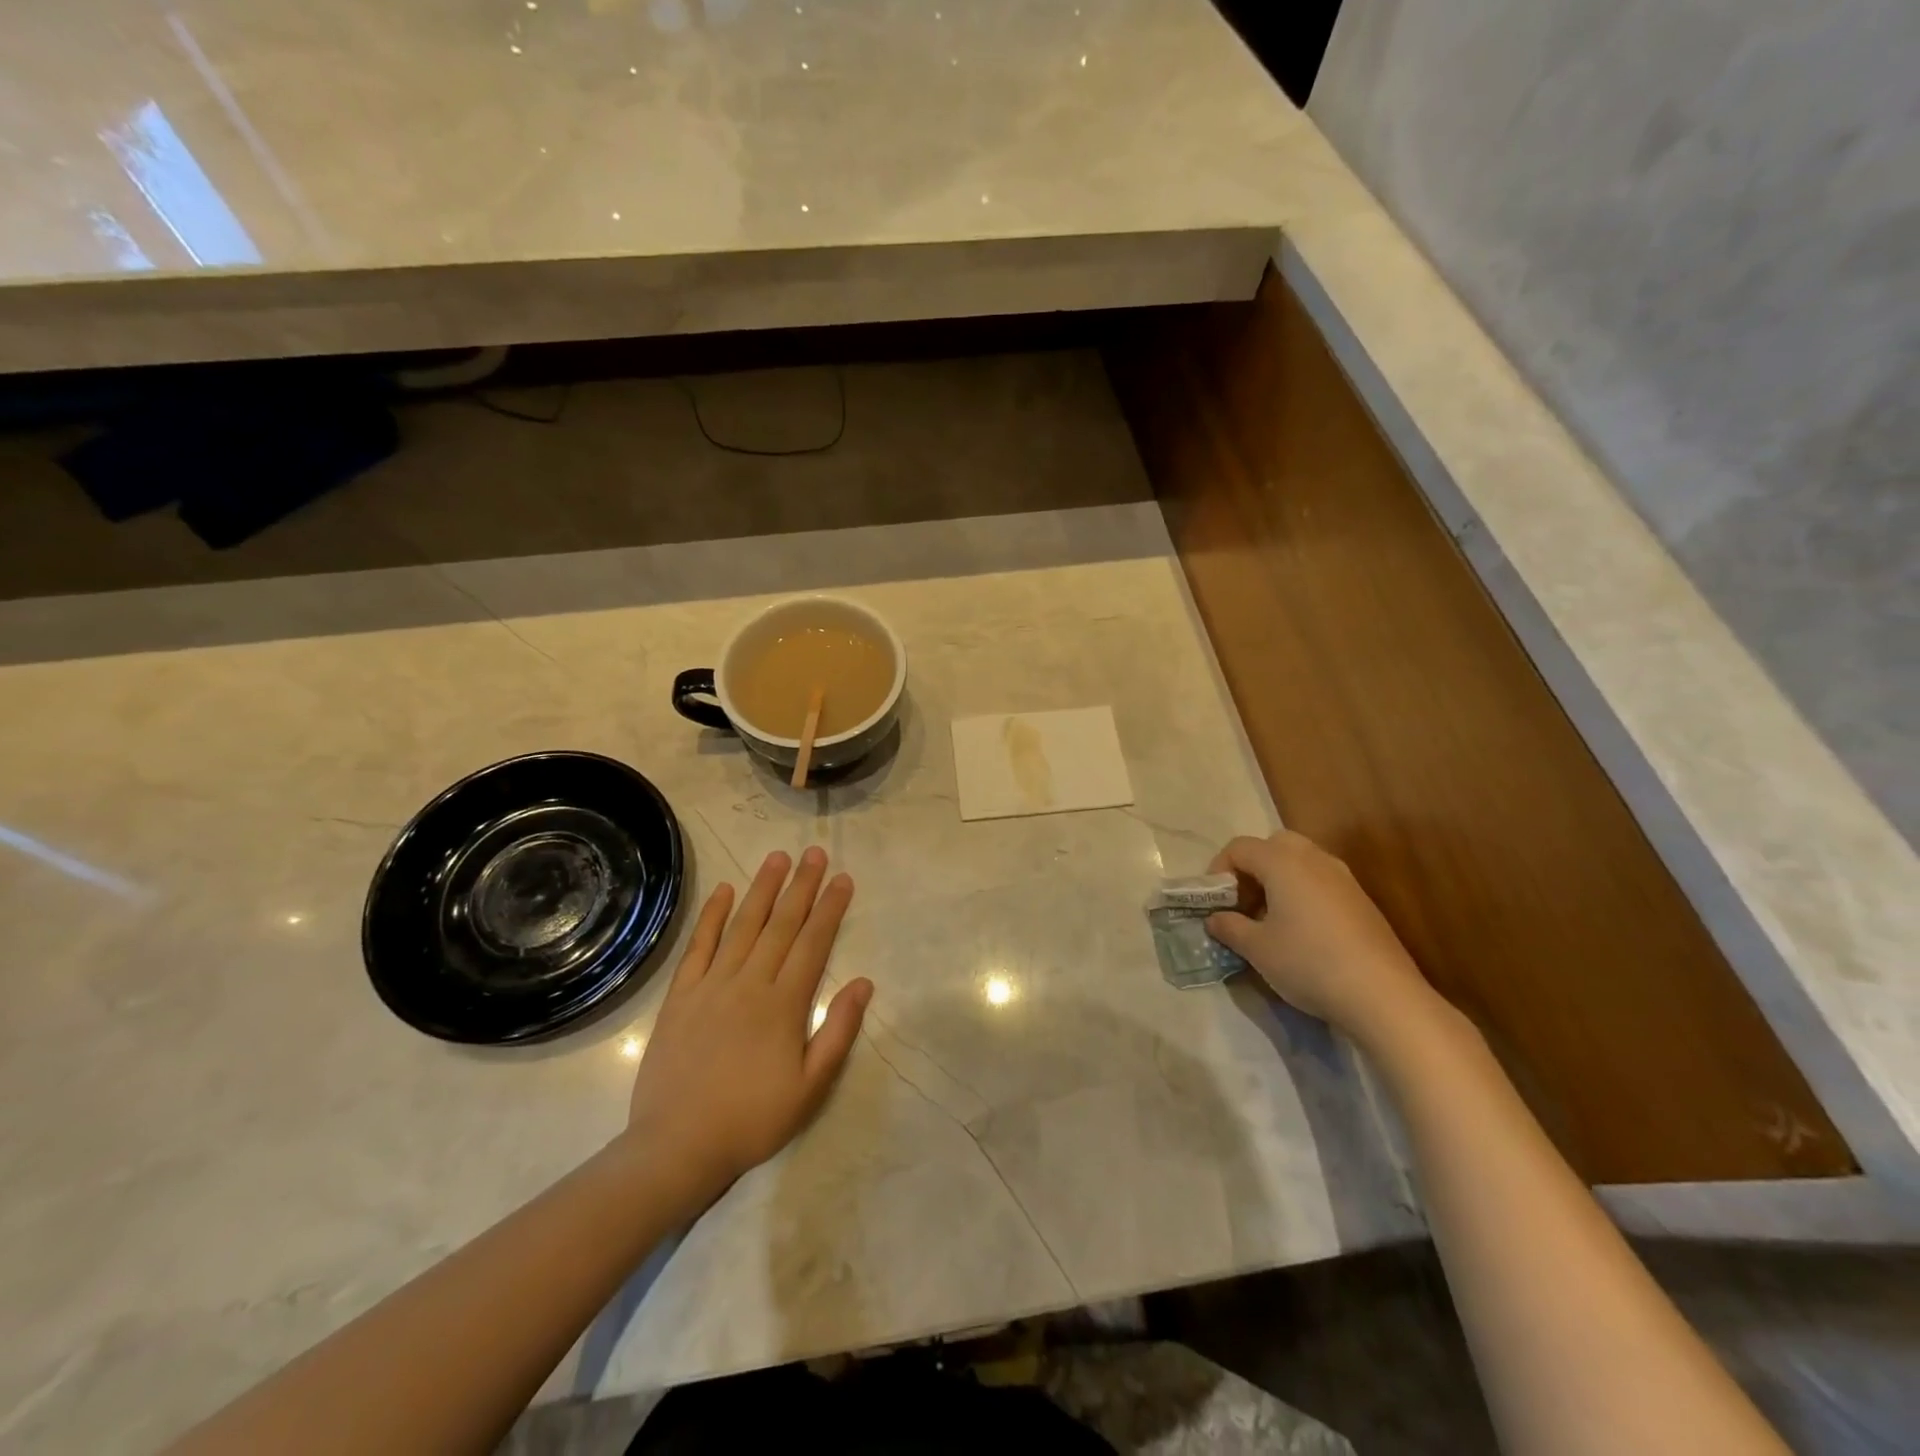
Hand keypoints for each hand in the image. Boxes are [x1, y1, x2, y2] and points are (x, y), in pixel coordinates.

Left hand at [624, 847, 871, 1202]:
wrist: (676, 1147)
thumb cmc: (752, 1120)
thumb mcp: (811, 1087)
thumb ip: (838, 1031)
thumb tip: (863, 983)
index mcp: (784, 1004)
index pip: (813, 943)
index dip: (830, 908)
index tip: (843, 879)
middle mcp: (750, 983)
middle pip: (781, 924)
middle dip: (801, 886)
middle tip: (815, 853)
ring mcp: (712, 985)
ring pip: (743, 926)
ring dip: (763, 889)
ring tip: (778, 857)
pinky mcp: (681, 996)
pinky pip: (699, 946)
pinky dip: (712, 916)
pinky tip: (724, 891)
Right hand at [1206, 830, 1442, 1047]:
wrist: (1383, 996)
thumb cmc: (1308, 963)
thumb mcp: (1257, 949)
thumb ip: (1229, 927)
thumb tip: (1215, 919)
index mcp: (1283, 862)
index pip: (1239, 848)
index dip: (1218, 870)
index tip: (1213, 902)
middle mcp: (1314, 859)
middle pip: (1273, 845)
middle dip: (1252, 868)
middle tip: (1243, 902)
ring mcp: (1343, 878)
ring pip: (1301, 862)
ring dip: (1278, 880)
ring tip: (1269, 918)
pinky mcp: (1362, 901)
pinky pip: (1321, 881)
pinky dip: (1303, 893)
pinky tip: (1301, 931)